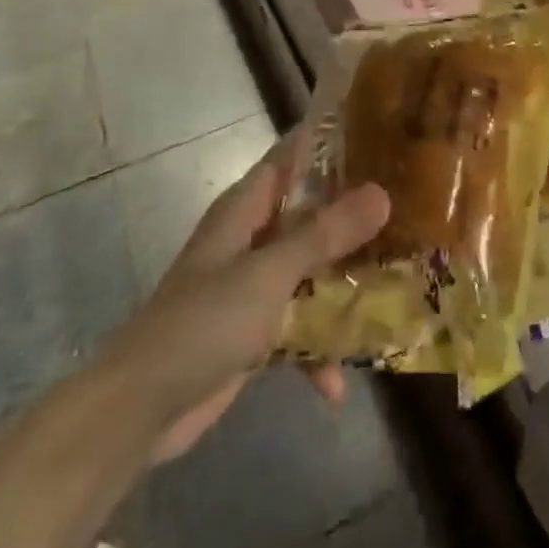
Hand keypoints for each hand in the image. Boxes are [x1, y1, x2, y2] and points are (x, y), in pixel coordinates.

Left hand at [97, 129, 389, 465]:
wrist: (140, 410)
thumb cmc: (203, 322)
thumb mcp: (269, 272)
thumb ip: (325, 235)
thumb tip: (382, 194)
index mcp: (245, 209)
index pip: (291, 157)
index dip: (330, 143)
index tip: (382, 137)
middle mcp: (251, 240)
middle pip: (310, 215)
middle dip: (354, 218)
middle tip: (408, 212)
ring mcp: (252, 288)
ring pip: (310, 271)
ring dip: (343, 286)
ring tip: (395, 292)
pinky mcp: (253, 333)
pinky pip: (298, 328)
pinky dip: (316, 351)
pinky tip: (336, 386)